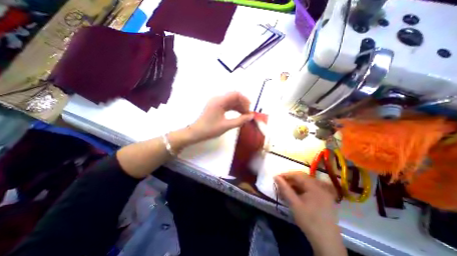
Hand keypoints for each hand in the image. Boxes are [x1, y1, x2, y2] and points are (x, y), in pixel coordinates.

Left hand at [188, 92, 255, 141]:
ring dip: (239, 106)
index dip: (244, 100)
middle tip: (248, 114)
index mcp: (219, 101)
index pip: (235, 94)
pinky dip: (234, 108)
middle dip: (242, 104)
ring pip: (231, 101)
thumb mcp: (226, 126)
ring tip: (245, 115)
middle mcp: (218, 99)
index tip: (249, 109)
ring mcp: (216, 102)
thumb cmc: (210, 129)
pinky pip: (227, 105)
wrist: (196, 133)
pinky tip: (238, 114)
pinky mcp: (216, 106)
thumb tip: (251, 116)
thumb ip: (240, 120)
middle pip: (234, 97)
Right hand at [273, 173, 344, 254]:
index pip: (298, 175)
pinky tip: (294, 196)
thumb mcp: (294, 204)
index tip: (276, 178)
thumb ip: (284, 189)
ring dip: (294, 186)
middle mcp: (321, 187)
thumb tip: (276, 177)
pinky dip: (300, 191)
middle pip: (302, 179)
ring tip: (285, 191)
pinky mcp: (324, 199)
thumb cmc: (309, 221)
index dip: (286, 175)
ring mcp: (324, 193)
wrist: (327, 243)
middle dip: (289, 181)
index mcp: (315, 187)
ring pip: (305, 184)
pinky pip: (310, 190)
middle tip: (280, 185)